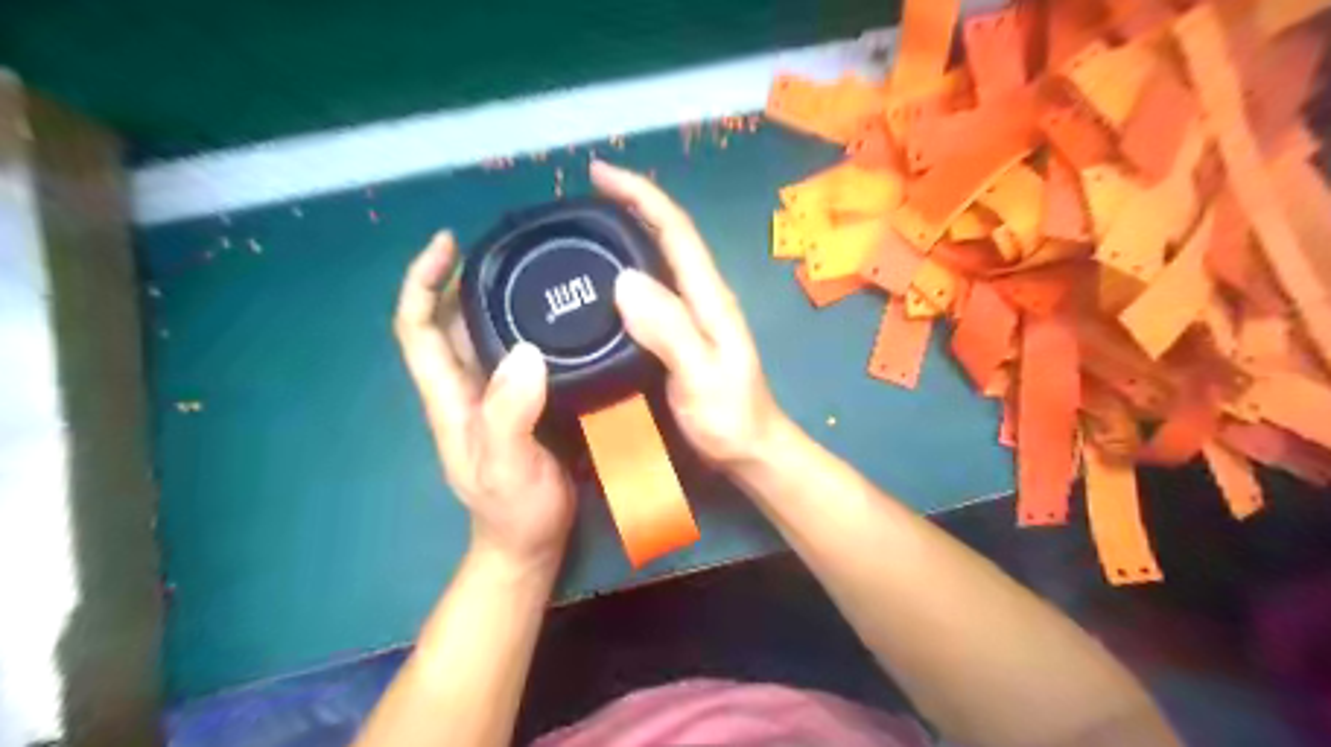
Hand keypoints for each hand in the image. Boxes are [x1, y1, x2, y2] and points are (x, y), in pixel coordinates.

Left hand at [393, 233, 571, 570]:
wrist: (532, 541)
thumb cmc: (514, 511)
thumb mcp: (508, 467)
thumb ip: (510, 415)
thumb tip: (525, 352)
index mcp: (449, 397)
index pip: (417, 328)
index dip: (422, 283)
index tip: (448, 244)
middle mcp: (466, 387)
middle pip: (451, 320)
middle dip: (467, 278)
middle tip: (512, 248)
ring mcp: (495, 394)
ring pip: (486, 332)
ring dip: (501, 296)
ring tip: (540, 269)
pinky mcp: (525, 400)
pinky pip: (521, 351)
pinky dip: (532, 325)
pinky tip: (562, 316)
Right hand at [587, 162, 780, 465]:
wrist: (750, 451)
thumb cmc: (731, 418)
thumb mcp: (701, 376)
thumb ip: (670, 331)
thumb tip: (626, 279)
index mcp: (709, 297)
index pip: (676, 230)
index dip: (641, 195)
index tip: (599, 174)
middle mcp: (702, 296)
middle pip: (667, 236)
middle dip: (630, 206)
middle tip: (581, 201)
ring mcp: (693, 315)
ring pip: (659, 261)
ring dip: (627, 235)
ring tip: (585, 230)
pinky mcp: (682, 334)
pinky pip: (651, 291)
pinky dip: (627, 273)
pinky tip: (603, 284)